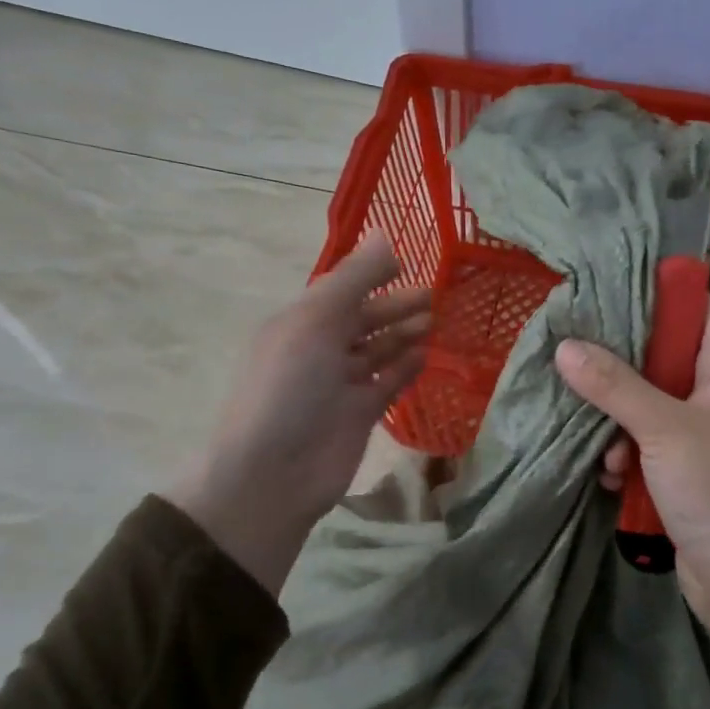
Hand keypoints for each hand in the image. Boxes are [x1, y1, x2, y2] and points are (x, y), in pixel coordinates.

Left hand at [166, 235, 430, 594]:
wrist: (273, 473)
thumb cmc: (290, 387)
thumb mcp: (316, 322)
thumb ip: (354, 279)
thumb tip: (384, 235)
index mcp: (299, 323)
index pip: (340, 290)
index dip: (371, 275)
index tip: (408, 264)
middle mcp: (318, 349)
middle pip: (362, 319)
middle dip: (395, 306)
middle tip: (434, 296)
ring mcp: (339, 384)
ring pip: (377, 350)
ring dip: (404, 334)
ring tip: (436, 321)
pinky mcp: (358, 414)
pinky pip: (386, 383)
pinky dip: (404, 368)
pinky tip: (426, 355)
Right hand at [555, 301, 709, 708]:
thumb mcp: (664, 429)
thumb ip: (615, 385)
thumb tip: (565, 346)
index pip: (696, 311)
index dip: (658, 295)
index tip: (606, 288)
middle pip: (661, 358)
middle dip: (619, 365)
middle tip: (573, 356)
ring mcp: (699, 437)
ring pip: (644, 405)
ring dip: (616, 422)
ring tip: (604, 447)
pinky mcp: (682, 473)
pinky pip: (642, 446)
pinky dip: (623, 456)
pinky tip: (610, 477)